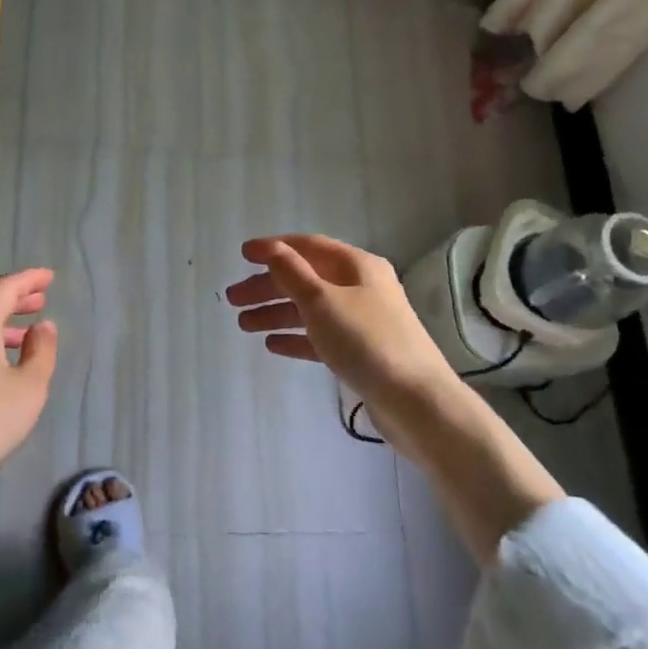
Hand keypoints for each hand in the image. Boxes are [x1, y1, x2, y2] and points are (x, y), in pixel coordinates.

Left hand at [0, 268, 58, 475]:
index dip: (27, 279)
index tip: (49, 278)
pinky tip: (0, 361)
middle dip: (13, 298)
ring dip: (0, 321)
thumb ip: (41, 351)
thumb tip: (43, 326)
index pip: (3, 288)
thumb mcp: (30, 387)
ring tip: (26, 333)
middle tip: (39, 301)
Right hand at [225, 234, 457, 456]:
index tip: (242, 255)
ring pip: (311, 310)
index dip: (274, 248)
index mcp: (357, 266)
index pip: (308, 246)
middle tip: (232, 300)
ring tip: (242, 325)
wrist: (415, 401)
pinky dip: (296, 338)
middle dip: (268, 287)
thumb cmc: (366, 341)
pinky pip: (321, 337)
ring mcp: (363, 321)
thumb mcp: (322, 301)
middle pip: (306, 279)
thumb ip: (292, 273)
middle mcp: (361, 288)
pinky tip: (272, 345)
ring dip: (276, 313)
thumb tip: (272, 249)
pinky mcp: (362, 353)